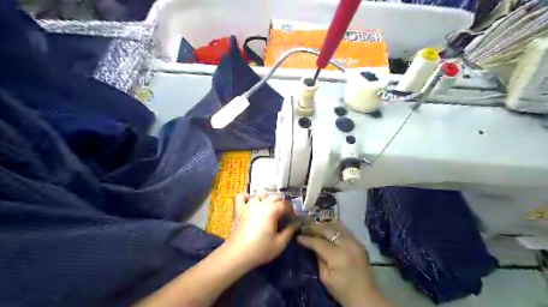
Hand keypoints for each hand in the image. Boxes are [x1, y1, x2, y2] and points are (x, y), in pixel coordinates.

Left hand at [225, 193, 298, 269]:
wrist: (237, 254)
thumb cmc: (260, 249)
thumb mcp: (280, 243)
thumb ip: (289, 231)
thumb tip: (295, 223)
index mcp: (272, 210)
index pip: (286, 205)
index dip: (291, 212)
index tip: (293, 221)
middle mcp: (260, 203)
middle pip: (274, 197)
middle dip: (281, 205)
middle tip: (283, 217)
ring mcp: (248, 205)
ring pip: (260, 195)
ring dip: (266, 200)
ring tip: (269, 210)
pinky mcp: (238, 210)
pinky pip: (241, 197)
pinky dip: (246, 197)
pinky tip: (250, 204)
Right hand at [298, 222, 385, 304]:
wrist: (366, 297)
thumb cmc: (343, 291)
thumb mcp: (325, 278)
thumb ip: (318, 258)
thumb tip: (310, 244)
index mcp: (338, 257)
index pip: (319, 242)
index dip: (306, 238)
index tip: (297, 236)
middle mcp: (348, 245)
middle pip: (327, 230)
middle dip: (313, 227)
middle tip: (302, 227)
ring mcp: (356, 242)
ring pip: (336, 226)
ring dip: (323, 225)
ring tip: (312, 226)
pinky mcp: (359, 242)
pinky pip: (343, 230)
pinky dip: (332, 228)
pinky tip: (325, 229)